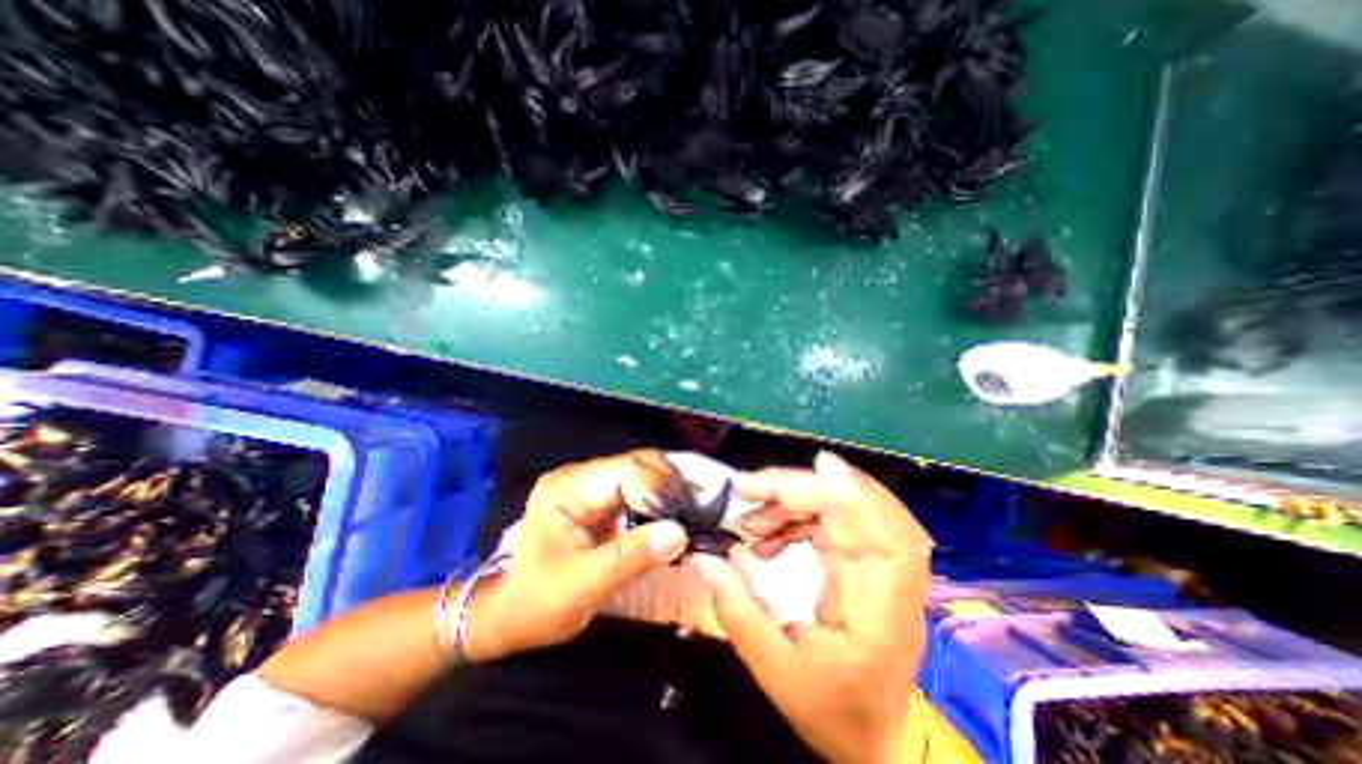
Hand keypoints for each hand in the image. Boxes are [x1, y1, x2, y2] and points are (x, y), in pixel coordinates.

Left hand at [462, 452, 693, 660]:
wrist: (509, 615)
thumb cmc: (536, 603)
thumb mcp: (582, 586)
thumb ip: (631, 557)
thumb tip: (680, 533)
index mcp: (568, 487)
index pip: (624, 471)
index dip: (658, 492)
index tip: (681, 524)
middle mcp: (582, 476)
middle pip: (639, 463)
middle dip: (669, 488)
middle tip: (691, 519)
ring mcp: (594, 484)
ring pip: (645, 470)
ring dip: (670, 492)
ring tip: (688, 518)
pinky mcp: (604, 497)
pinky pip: (642, 488)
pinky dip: (663, 500)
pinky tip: (675, 518)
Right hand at [692, 454, 937, 763]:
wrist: (878, 740)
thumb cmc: (833, 713)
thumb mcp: (775, 672)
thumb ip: (738, 611)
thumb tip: (704, 558)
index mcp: (881, 615)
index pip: (877, 536)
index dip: (851, 494)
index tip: (815, 466)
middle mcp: (891, 582)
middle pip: (858, 509)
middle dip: (802, 489)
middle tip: (749, 491)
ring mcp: (883, 568)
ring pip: (845, 509)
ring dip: (796, 503)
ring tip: (751, 521)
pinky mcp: (867, 561)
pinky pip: (836, 521)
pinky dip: (800, 517)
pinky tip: (770, 535)